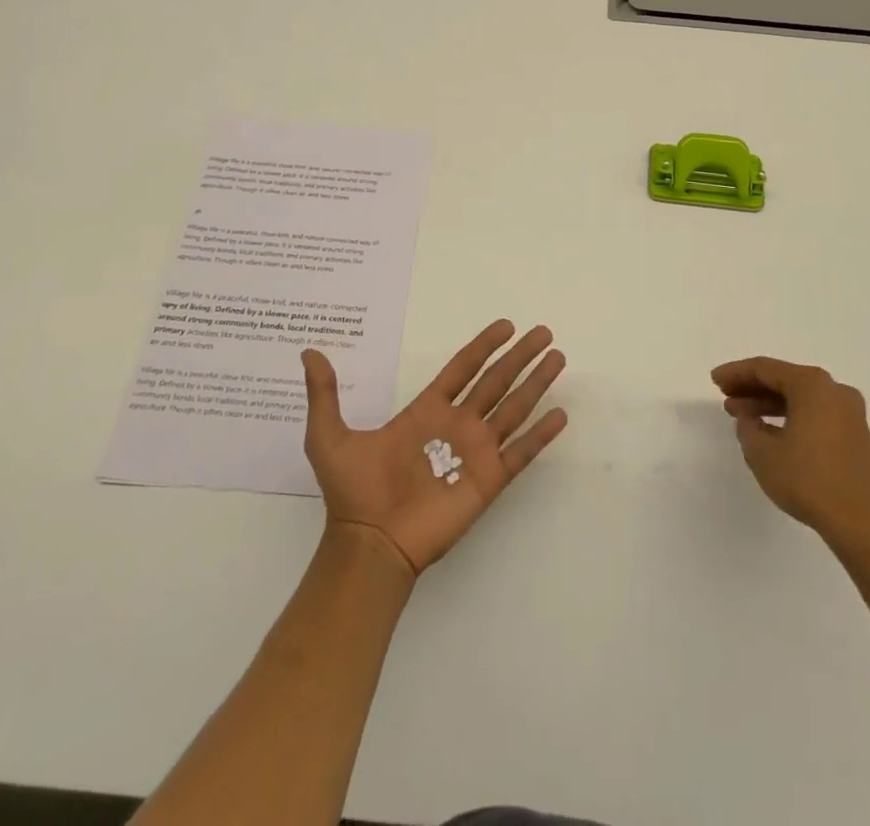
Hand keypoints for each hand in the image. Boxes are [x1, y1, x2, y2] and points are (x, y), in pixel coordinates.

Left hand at [302, 320, 567, 577]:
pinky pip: (521, 452)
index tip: (506, 325)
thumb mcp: (328, 435)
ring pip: (514, 408)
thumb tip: (308, 352)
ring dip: (536, 384)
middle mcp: (457, 425)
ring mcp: (475, 452)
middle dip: (520, 357)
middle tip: (543, 333)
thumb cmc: (351, 491)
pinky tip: (561, 415)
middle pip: (496, 381)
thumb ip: (324, 394)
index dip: (484, 346)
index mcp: (427, 410)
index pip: (463, 368)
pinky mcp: (488, 481)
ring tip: (558, 359)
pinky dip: (542, 435)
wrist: (367, 544)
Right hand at [712, 356, 869, 553]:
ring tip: (742, 416)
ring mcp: (848, 412)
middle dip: (751, 387)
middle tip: (725, 396)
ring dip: (768, 403)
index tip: (714, 380)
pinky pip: (814, 413)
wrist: (862, 524)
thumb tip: (749, 419)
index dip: (736, 373)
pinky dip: (789, 416)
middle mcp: (833, 390)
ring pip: (799, 397)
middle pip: (784, 379)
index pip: (765, 369)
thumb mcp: (762, 452)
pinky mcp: (854, 434)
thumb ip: (747, 427)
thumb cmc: (808, 480)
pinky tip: (769, 430)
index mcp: (812, 385)